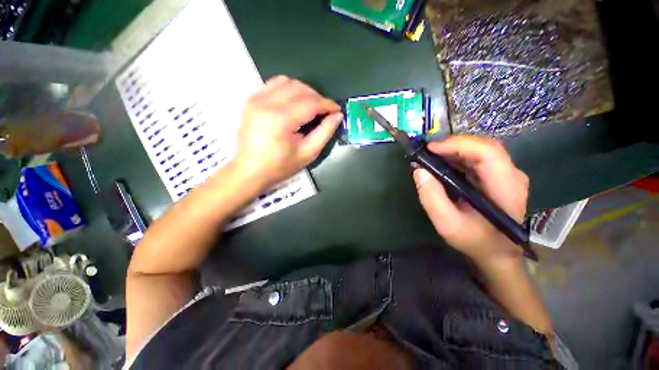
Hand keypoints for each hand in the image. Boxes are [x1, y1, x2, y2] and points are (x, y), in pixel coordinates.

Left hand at [232, 76, 342, 188]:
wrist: (249, 170)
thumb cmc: (280, 166)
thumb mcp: (307, 153)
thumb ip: (324, 132)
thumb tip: (337, 115)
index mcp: (280, 120)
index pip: (310, 103)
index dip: (327, 104)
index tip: (337, 110)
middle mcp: (266, 103)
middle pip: (299, 88)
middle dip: (317, 97)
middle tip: (325, 111)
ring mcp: (256, 98)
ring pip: (287, 81)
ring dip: (304, 91)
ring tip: (311, 106)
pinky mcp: (251, 99)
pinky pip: (274, 84)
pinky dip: (289, 89)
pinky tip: (294, 102)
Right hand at [412, 135, 528, 263]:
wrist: (496, 251)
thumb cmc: (475, 240)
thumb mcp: (448, 224)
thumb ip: (432, 198)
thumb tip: (419, 171)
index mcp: (506, 187)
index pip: (488, 152)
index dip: (458, 144)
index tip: (430, 149)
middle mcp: (512, 175)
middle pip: (484, 146)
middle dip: (453, 144)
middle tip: (428, 152)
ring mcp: (507, 174)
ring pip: (481, 149)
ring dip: (454, 149)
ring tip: (432, 156)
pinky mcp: (499, 176)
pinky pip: (478, 158)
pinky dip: (458, 156)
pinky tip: (443, 163)